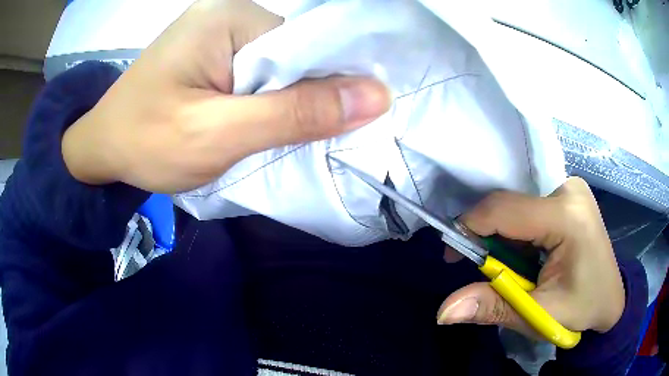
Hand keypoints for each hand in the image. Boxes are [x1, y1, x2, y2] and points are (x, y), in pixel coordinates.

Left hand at [62, 0, 389, 192]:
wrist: (103, 148)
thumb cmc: (145, 142)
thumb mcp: (217, 134)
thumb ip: (294, 114)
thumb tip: (376, 97)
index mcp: (231, 19)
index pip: (306, 45)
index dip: (328, 85)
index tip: (334, 126)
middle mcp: (230, 16)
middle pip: (294, 56)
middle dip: (301, 99)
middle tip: (292, 140)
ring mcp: (221, 35)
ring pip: (278, 70)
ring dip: (282, 105)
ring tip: (267, 137)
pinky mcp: (213, 56)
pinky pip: (257, 77)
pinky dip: (263, 104)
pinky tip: (253, 125)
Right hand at [437, 177, 624, 337]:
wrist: (611, 298)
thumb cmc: (582, 308)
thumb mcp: (539, 314)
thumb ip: (492, 307)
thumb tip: (443, 311)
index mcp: (567, 216)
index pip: (504, 209)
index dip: (470, 229)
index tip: (453, 256)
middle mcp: (568, 188)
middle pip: (510, 203)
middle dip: (488, 236)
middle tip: (484, 269)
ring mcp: (569, 187)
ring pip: (517, 203)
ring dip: (504, 236)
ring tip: (513, 267)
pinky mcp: (567, 194)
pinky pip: (529, 204)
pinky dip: (518, 231)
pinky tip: (527, 253)